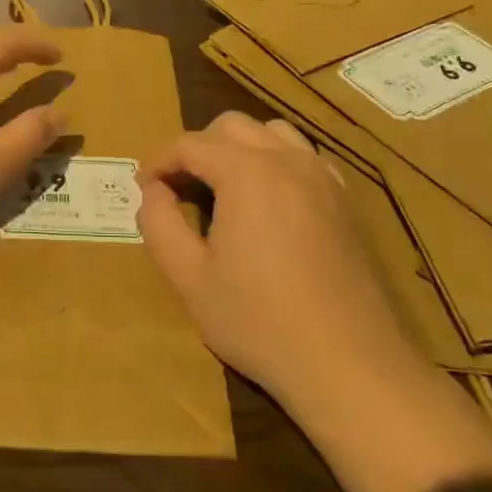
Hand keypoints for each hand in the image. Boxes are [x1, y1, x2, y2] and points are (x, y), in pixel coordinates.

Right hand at [137, 111, 424, 417]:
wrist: (349, 365)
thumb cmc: (259, 322)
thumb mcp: (189, 278)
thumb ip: (160, 224)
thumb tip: (152, 192)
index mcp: (246, 173)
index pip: (190, 144)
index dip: (159, 160)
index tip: (142, 187)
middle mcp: (287, 160)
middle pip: (231, 126)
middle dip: (197, 148)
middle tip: (178, 188)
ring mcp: (323, 178)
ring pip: (273, 133)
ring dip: (239, 148)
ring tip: (223, 188)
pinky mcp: (346, 202)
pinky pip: (305, 158)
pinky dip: (278, 162)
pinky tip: (270, 201)